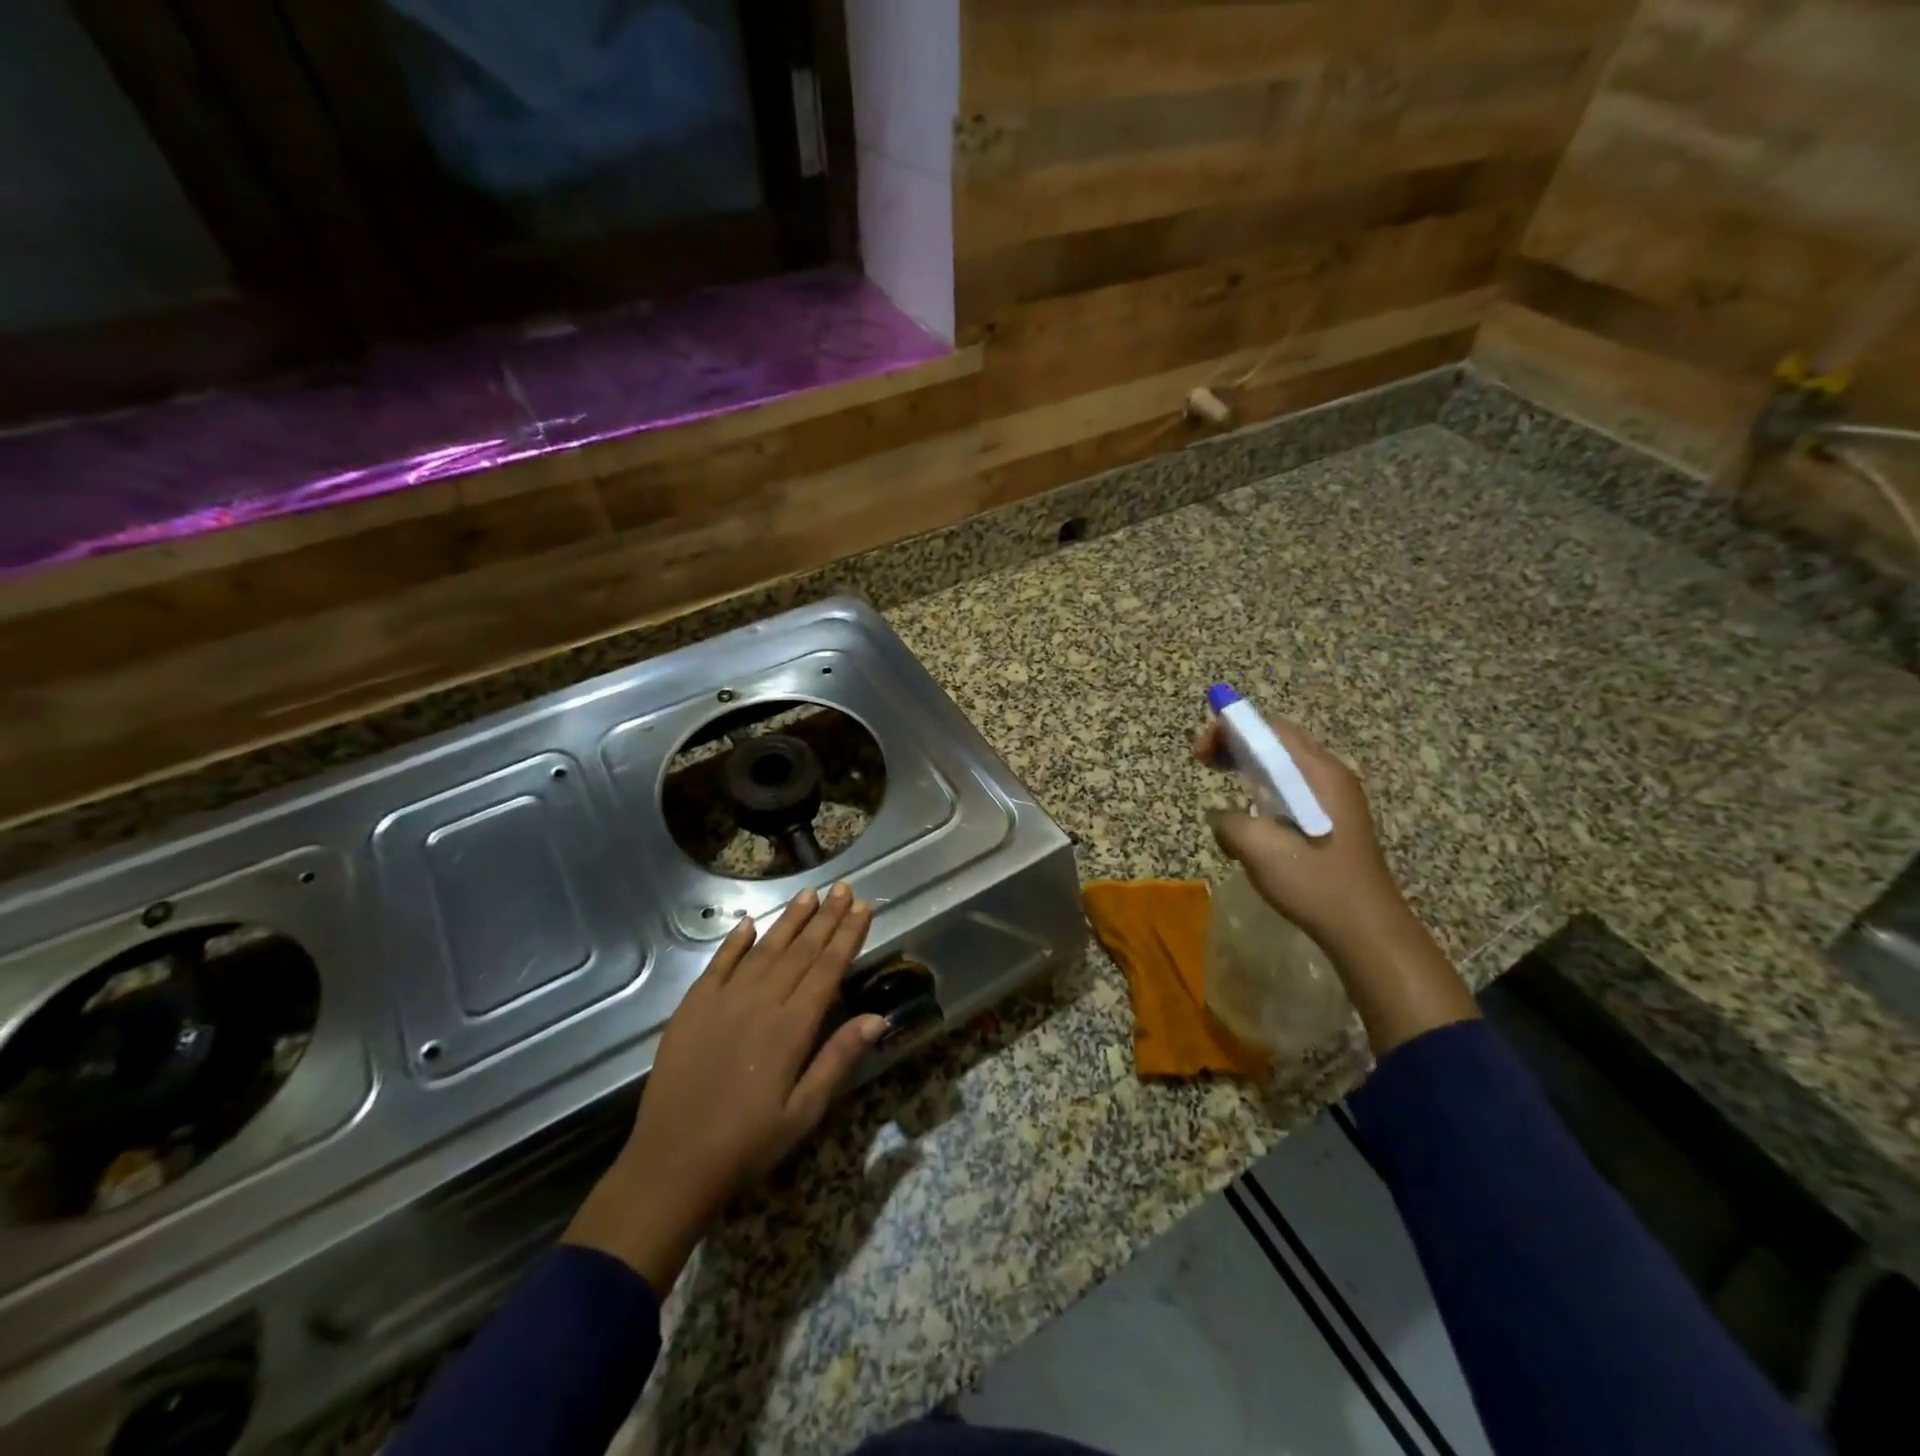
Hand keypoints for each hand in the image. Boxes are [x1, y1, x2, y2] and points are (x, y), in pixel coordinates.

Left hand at [564, 884, 883, 1292]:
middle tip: (844, 888)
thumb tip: (878, 1017)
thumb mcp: (805, 1112)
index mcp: (792, 1026)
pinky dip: (735, 941)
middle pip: (801, 950)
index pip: (828, 968)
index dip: (848, 935)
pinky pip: (719, 964)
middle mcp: (761, 1001)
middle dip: (826, 917)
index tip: (864, 907)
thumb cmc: (748, 1144)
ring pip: (765, 949)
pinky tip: (749, 923)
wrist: (672, 1163)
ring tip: (809, 893)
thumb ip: (839, 1058)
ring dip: (789, 920)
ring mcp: (723, 1000)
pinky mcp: (693, 1007)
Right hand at [1196, 714, 1477, 1052]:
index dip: (1230, 729)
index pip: (1270, 728)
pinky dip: (1266, 790)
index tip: (1201, 753)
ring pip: (1285, 767)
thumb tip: (1222, 817)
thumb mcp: (1257, 848)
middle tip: (1206, 762)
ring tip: (1225, 784)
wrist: (1364, 928)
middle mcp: (1331, 775)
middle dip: (1237, 744)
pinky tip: (1253, 817)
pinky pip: (1294, 789)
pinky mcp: (1334, 820)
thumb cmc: (1313, 881)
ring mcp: (1336, 798)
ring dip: (1250, 767)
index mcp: (1317, 772)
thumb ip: (1228, 821)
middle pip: (1278, 741)